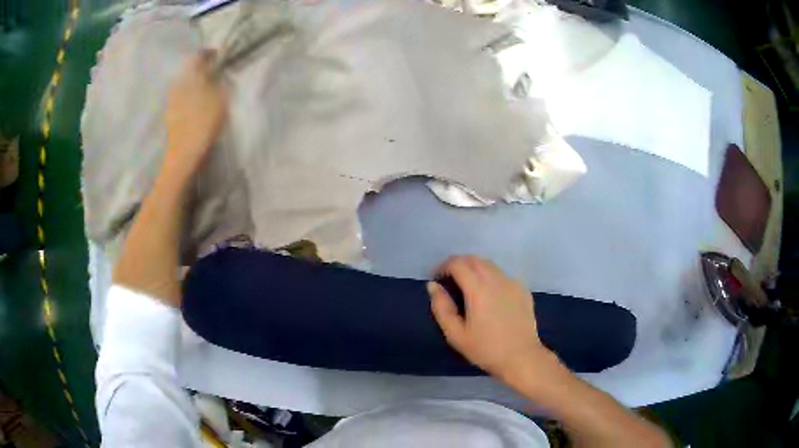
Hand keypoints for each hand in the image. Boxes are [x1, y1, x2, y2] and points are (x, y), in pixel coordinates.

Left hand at [163, 50, 227, 180]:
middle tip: (213, 70)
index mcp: (190, 76)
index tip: (218, 54)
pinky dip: (189, 96)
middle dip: (200, 68)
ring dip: (194, 83)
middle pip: (189, 70)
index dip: (209, 53)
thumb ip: (220, 82)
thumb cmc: (203, 123)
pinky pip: (181, 98)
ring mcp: (172, 101)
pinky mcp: (170, 115)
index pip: (198, 56)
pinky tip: (196, 103)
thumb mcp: (220, 98)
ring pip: (184, 84)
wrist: (184, 154)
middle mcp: (178, 84)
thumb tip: (219, 73)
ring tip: (206, 87)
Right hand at [428, 255, 557, 380]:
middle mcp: (497, 279)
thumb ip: (442, 307)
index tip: (437, 278)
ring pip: (490, 265)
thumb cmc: (486, 349)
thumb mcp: (456, 334)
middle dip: (459, 264)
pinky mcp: (523, 290)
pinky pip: (503, 276)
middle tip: (450, 280)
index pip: (458, 263)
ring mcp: (513, 283)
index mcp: (478, 289)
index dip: (444, 266)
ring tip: (468, 287)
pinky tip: (490, 296)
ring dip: (475, 269)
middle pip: (475, 259)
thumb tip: (433, 285)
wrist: (521, 358)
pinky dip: (491, 278)